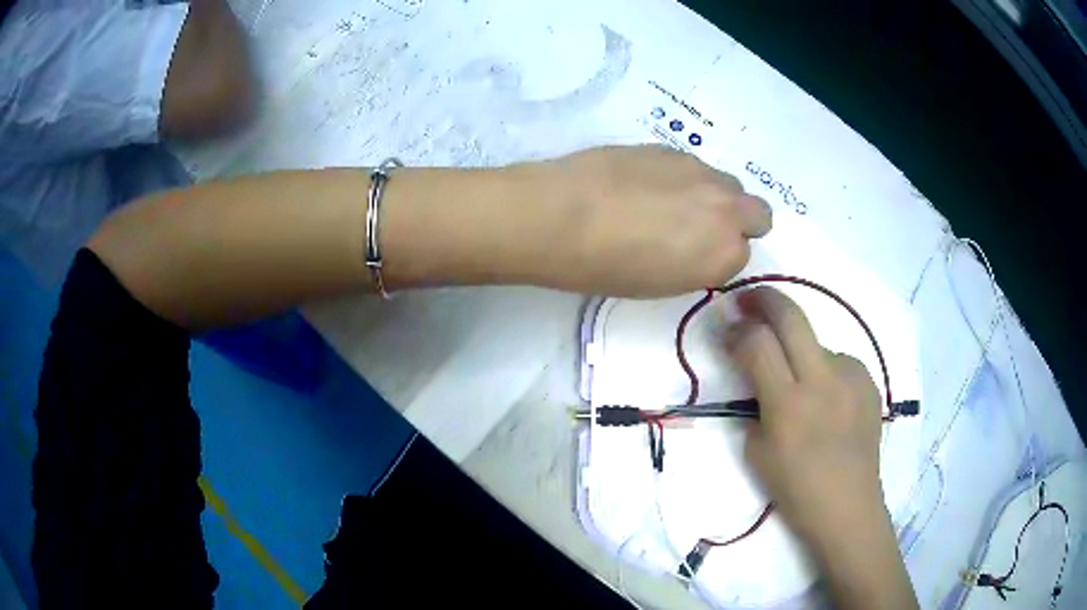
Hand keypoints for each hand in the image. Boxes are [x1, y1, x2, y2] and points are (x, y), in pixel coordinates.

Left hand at [517, 145, 771, 296]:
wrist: (559, 215)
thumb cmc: (605, 267)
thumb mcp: (660, 284)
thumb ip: (696, 263)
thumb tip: (699, 244)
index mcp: (724, 254)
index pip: (742, 254)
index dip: (718, 256)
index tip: (694, 257)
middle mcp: (725, 209)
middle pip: (757, 212)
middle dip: (737, 221)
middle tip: (698, 227)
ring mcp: (700, 172)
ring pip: (727, 184)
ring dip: (711, 195)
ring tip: (665, 202)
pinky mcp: (671, 148)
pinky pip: (694, 165)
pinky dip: (681, 176)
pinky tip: (642, 183)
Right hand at [726, 287, 885, 552]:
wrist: (849, 506)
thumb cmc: (796, 490)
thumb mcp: (757, 452)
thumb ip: (754, 404)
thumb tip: (756, 373)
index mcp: (788, 405)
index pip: (757, 343)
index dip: (736, 330)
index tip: (727, 331)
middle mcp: (822, 380)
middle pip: (791, 317)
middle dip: (764, 299)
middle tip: (748, 299)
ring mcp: (851, 376)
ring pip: (815, 342)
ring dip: (797, 350)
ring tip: (796, 384)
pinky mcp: (868, 380)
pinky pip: (837, 362)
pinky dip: (822, 371)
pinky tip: (825, 400)